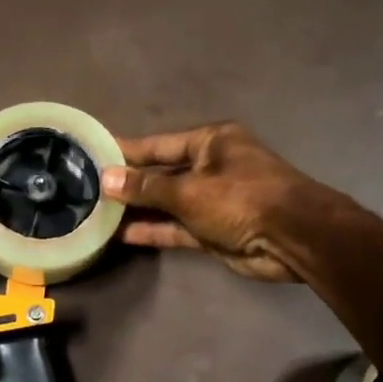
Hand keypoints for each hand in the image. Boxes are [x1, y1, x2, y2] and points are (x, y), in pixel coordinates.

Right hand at [102, 122, 319, 281]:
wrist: (293, 238)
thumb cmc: (242, 199)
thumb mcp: (189, 190)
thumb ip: (146, 186)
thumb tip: (107, 178)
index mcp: (211, 143)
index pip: (158, 145)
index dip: (126, 151)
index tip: (94, 154)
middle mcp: (210, 167)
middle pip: (161, 173)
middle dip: (129, 183)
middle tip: (89, 188)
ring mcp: (212, 201)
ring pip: (166, 203)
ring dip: (138, 209)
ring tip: (98, 213)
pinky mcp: (212, 230)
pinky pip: (176, 227)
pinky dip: (153, 230)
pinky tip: (121, 234)